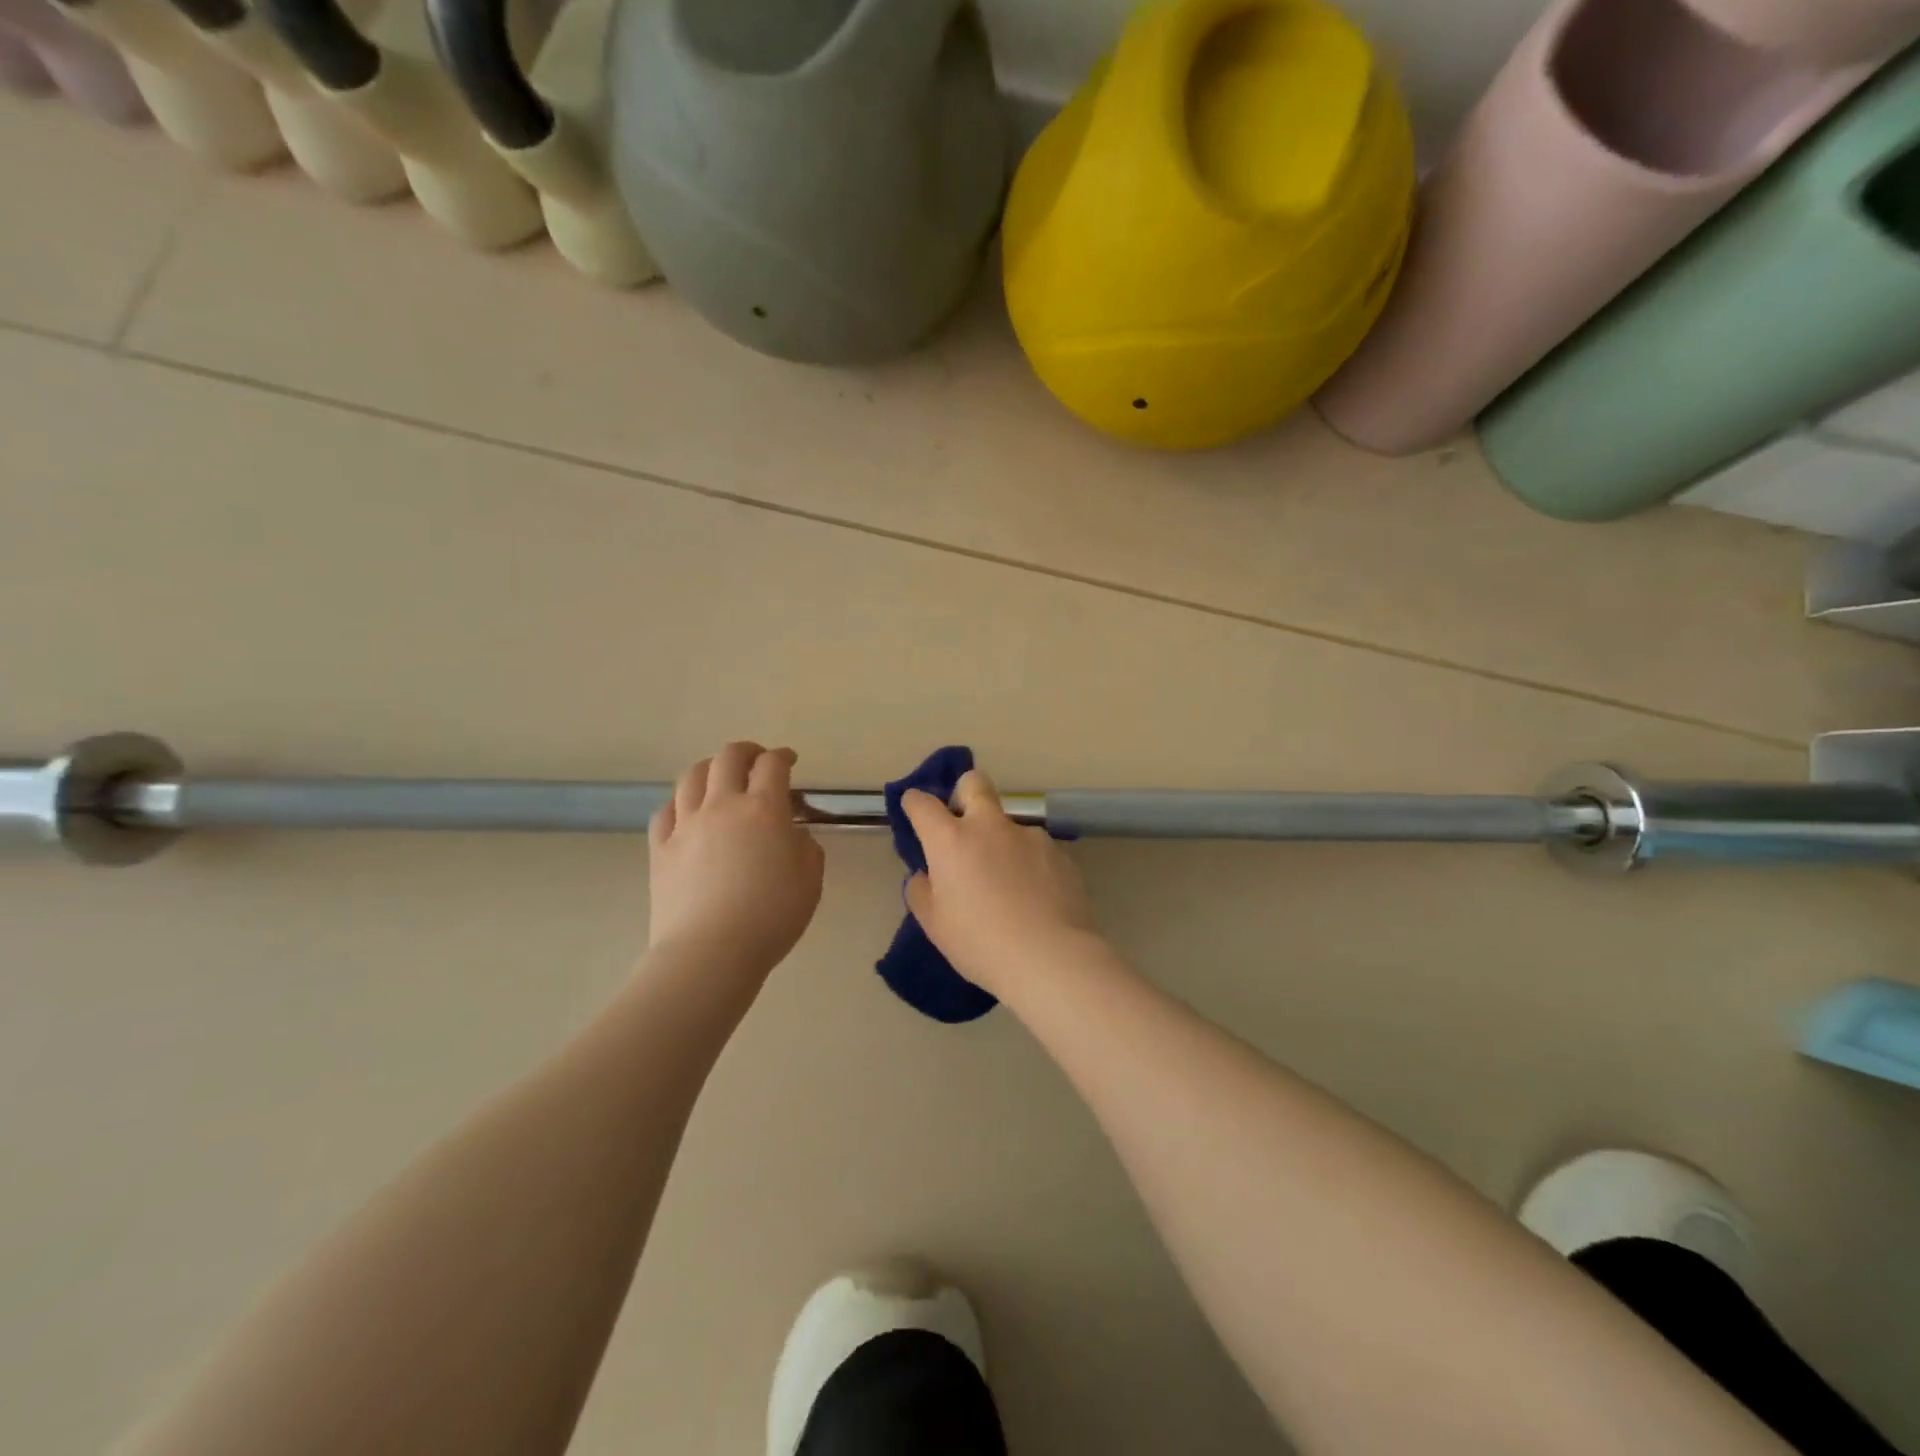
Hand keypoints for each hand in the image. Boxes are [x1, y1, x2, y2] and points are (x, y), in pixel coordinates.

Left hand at [647, 742, 824, 975]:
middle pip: (728, 757)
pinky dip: (680, 803)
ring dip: (710, 768)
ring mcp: (686, 825)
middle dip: (746, 751)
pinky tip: (687, 812)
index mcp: (764, 810)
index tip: (790, 761)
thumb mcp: (810, 882)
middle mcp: (722, 806)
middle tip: (757, 760)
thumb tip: (792, 836)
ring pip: (692, 776)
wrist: (710, 952)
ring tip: (719, 777)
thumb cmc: (770, 917)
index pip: (773, 765)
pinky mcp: (660, 848)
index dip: (783, 756)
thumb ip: (806, 849)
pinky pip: (665, 811)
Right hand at [901, 769, 1102, 997]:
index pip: (923, 804)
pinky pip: (1035, 850)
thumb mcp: (935, 925)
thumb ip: (923, 892)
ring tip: (1008, 886)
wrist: (1051, 958)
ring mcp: (1029, 836)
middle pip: (975, 783)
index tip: (914, 808)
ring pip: (1008, 824)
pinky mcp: (1060, 853)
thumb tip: (927, 875)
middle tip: (963, 824)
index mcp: (952, 840)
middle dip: (964, 792)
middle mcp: (990, 827)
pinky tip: (1034, 898)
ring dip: (1000, 842)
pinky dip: (1028, 865)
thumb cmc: (981, 943)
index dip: (915, 802)